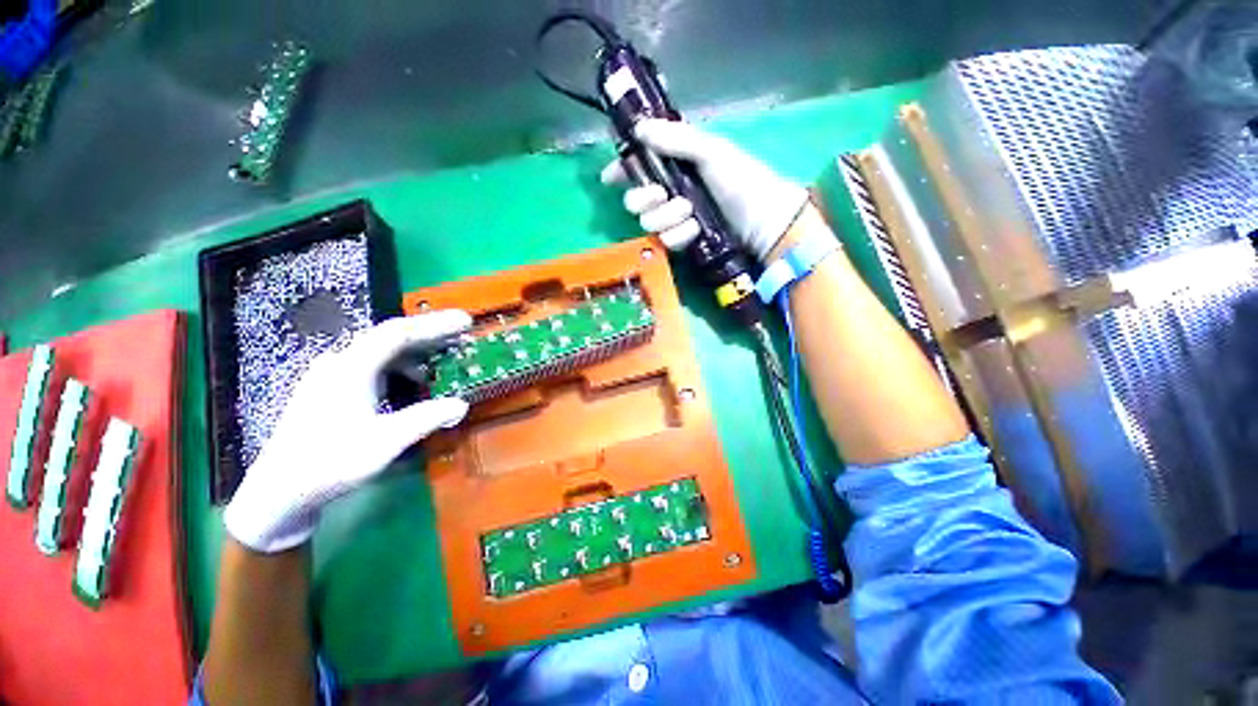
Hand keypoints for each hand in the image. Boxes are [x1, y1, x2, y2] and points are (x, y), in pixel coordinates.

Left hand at [223, 311, 472, 552]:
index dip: (435, 324)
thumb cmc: (331, 463)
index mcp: (352, 368)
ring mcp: (331, 375)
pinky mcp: (329, 389)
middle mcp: (340, 363)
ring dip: (416, 354)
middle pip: (391, 338)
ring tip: (443, 362)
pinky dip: (400, 368)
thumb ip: (426, 418)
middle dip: (430, 336)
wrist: (278, 492)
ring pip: (382, 352)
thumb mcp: (386, 441)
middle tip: (462, 337)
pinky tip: (412, 383)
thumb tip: (462, 404)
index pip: (398, 333)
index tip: (465, 322)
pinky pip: (373, 366)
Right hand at [600, 119, 808, 260]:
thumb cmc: (740, 179)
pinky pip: (666, 240)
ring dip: (668, 217)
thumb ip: (676, 139)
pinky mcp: (682, 241)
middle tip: (663, 195)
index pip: (639, 165)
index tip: (609, 178)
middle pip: (635, 200)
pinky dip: (680, 235)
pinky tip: (696, 231)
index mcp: (676, 164)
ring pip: (649, 222)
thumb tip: (639, 129)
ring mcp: (676, 219)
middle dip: (645, 199)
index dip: (621, 170)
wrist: (762, 220)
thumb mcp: (711, 151)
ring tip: (691, 212)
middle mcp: (671, 191)